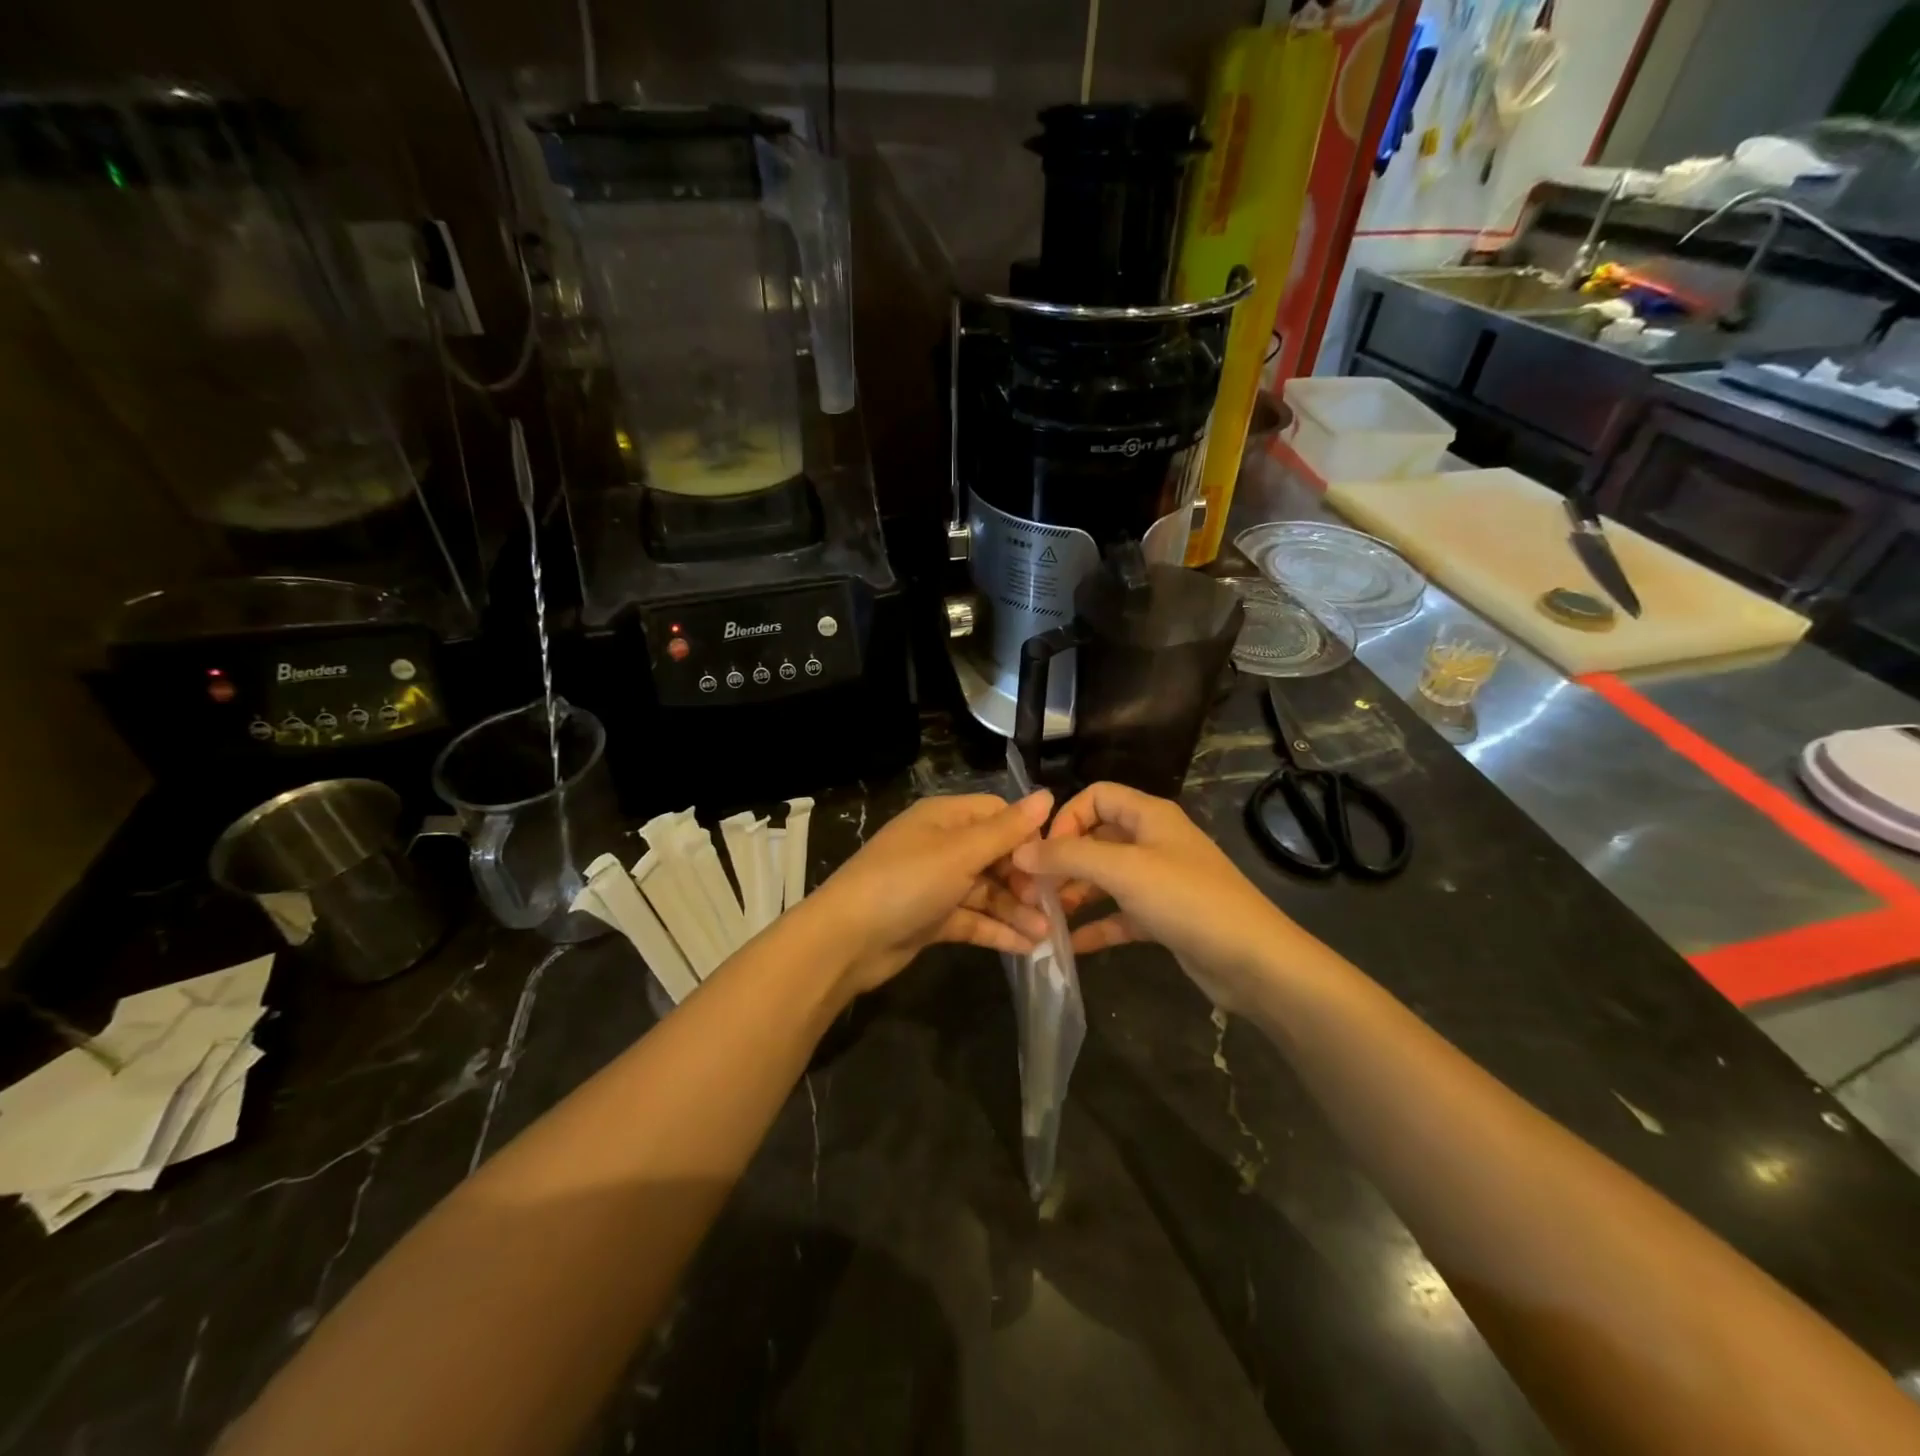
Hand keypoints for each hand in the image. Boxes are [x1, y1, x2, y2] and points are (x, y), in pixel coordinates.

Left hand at [801, 791, 1053, 997]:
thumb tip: (1048, 795)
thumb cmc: (906, 882)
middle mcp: (942, 846)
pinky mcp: (932, 918)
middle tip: (1052, 905)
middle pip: (995, 855)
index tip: (1053, 861)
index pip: (997, 815)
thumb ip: (1006, 830)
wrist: (846, 940)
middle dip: (1025, 879)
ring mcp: (936, 884)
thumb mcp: (959, 852)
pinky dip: (998, 930)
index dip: (1027, 835)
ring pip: (987, 891)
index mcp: (944, 818)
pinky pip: (973, 919)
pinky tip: (1027, 947)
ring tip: (1047, 933)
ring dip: (1016, 909)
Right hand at [1010, 782, 1300, 1009]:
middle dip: (1062, 861)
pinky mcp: (1163, 917)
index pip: (1096, 796)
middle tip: (1031, 890)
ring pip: (1105, 878)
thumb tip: (1021, 851)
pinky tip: (1068, 944)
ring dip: (1074, 893)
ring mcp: (1160, 881)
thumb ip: (1068, 856)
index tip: (1043, 852)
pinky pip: (1119, 914)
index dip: (1065, 818)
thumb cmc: (1186, 899)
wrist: (1253, 960)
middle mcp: (1153, 841)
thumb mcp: (1123, 870)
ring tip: (1043, 917)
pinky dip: (1095, 925)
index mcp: (1149, 816)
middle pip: (1096, 838)